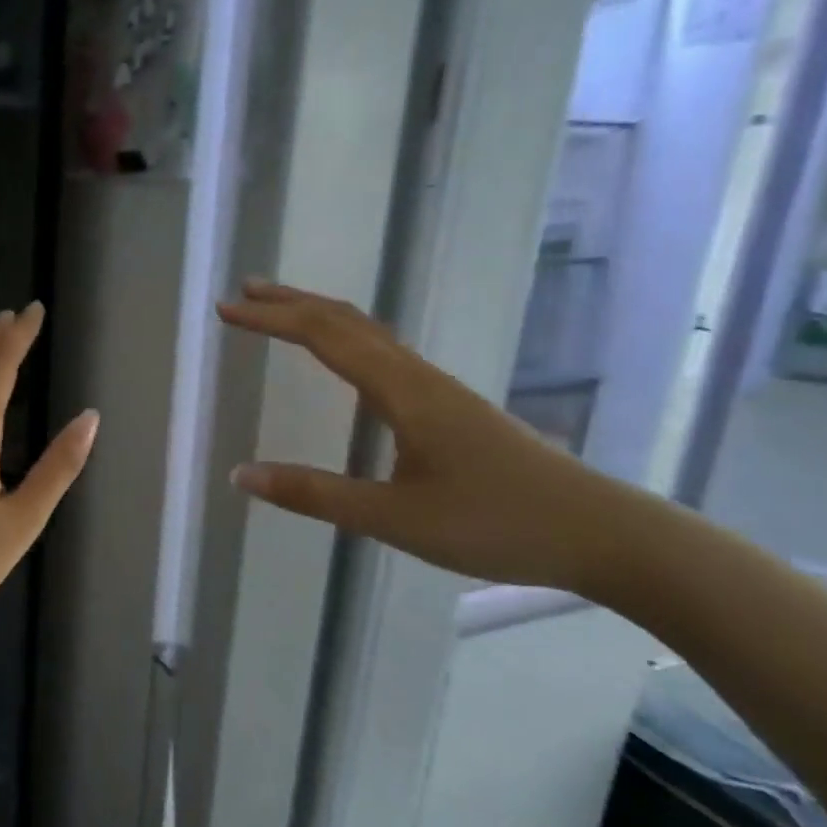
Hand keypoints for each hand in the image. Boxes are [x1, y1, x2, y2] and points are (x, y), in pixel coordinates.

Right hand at [217, 280, 632, 593]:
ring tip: (279, 312)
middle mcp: (417, 376)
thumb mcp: (392, 518)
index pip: (323, 336)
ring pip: (368, 332)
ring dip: (318, 315)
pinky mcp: (448, 406)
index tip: (226, 310)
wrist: (600, 533)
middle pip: (346, 320)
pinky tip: (341, 357)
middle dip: (291, 302)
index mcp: (402, 391)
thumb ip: (314, 495)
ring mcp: (437, 388)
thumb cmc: (494, 523)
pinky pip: (383, 352)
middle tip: (243, 293)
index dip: (271, 319)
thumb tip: (240, 473)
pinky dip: (345, 337)